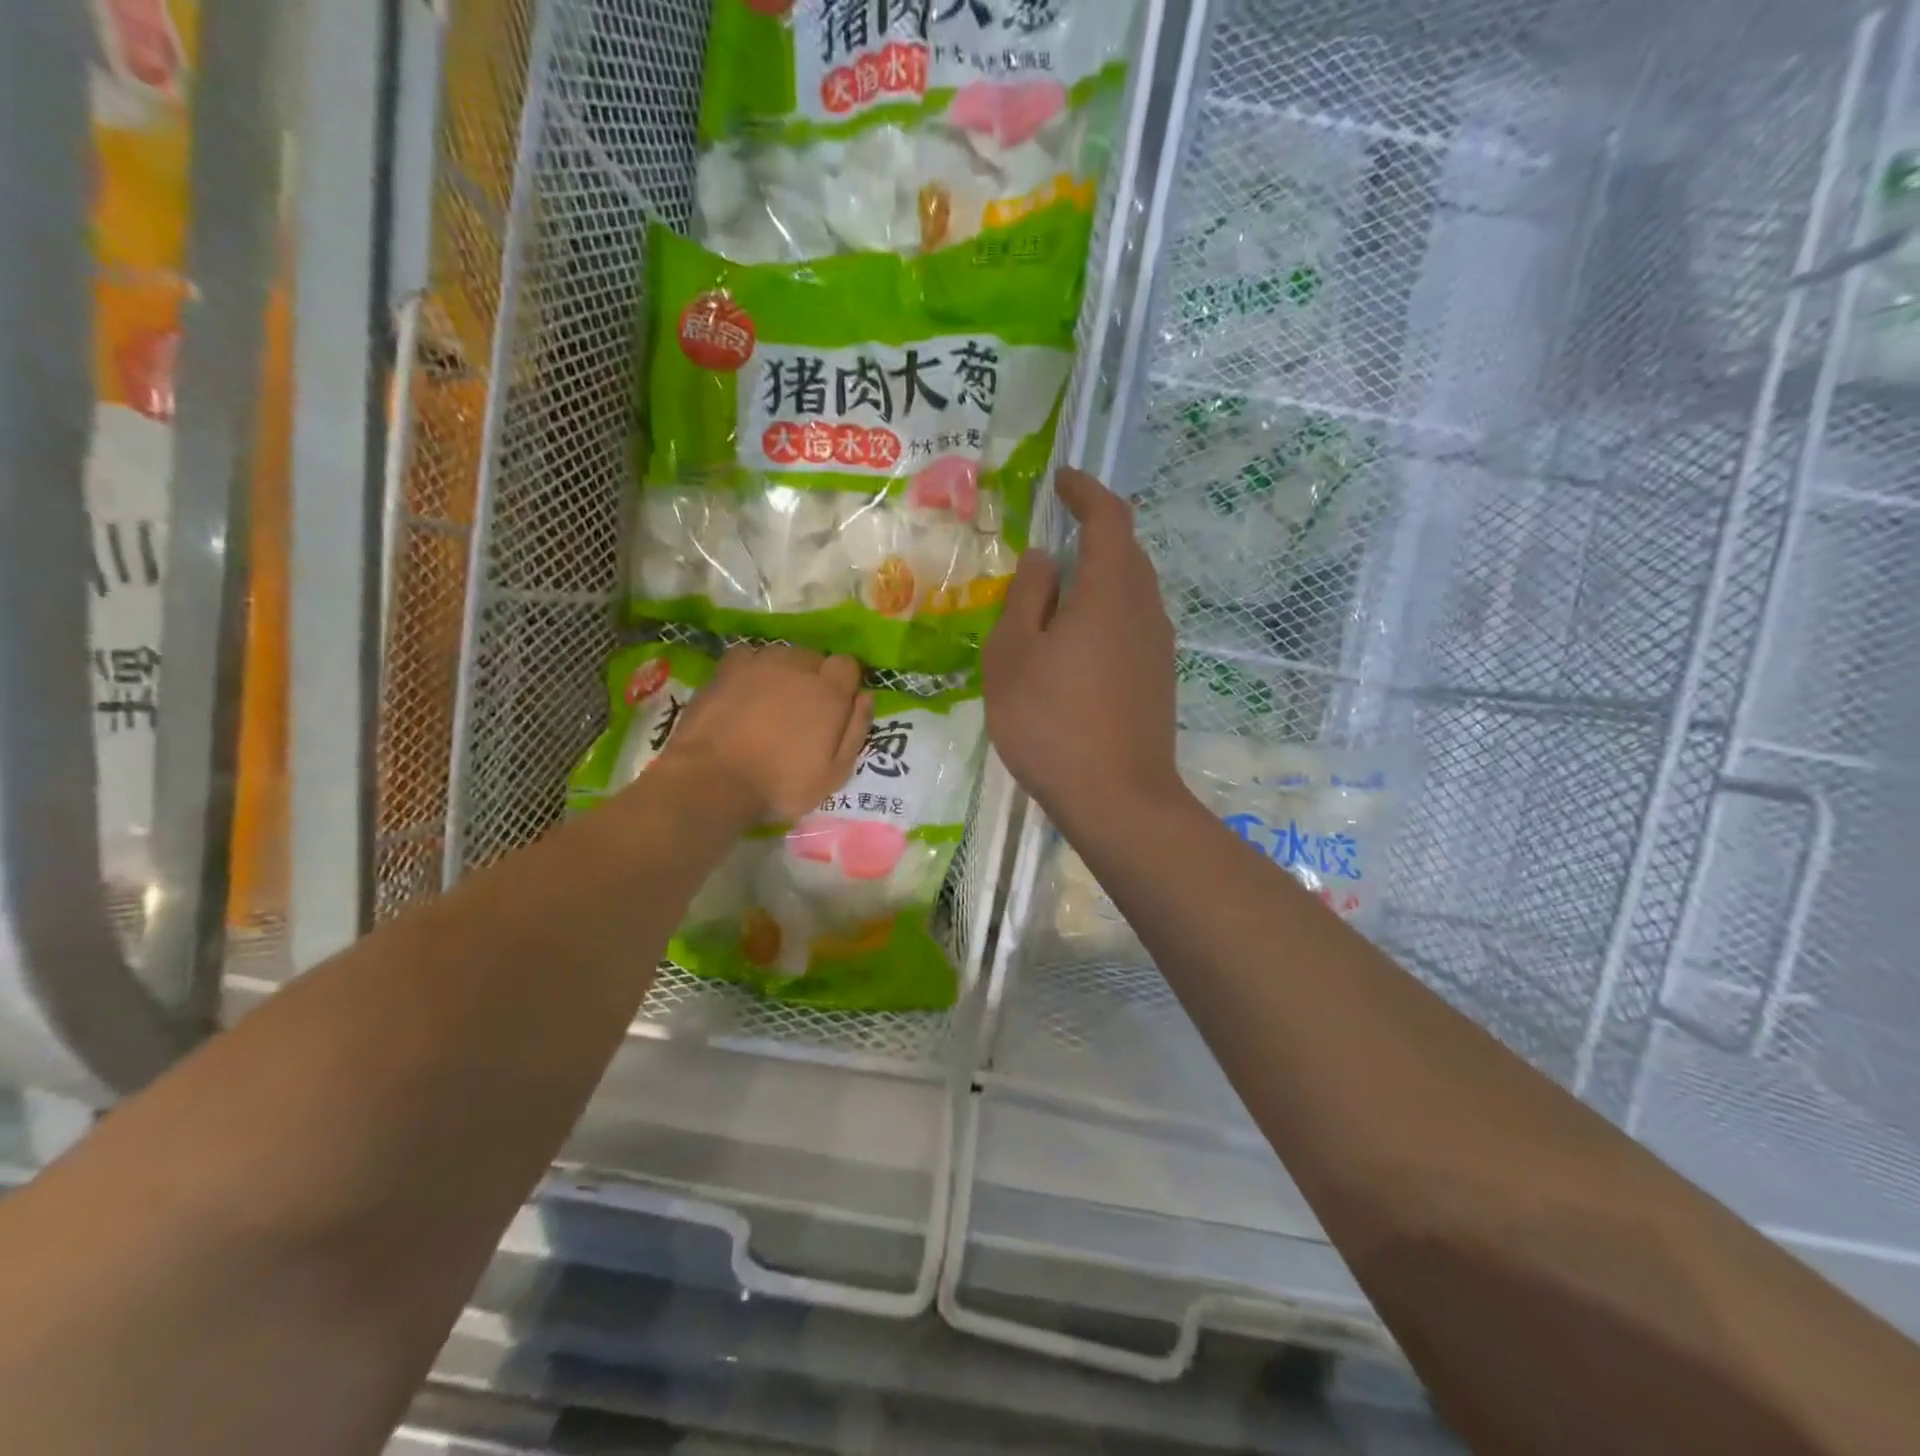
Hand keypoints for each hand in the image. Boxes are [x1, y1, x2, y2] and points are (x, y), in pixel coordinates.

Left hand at [661, 645, 872, 822]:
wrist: (715, 780)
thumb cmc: (781, 784)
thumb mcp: (834, 773)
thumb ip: (856, 731)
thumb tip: (866, 697)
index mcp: (830, 693)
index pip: (848, 664)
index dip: (844, 682)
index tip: (837, 704)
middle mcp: (799, 668)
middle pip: (814, 657)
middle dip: (813, 676)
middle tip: (802, 707)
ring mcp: (761, 664)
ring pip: (782, 654)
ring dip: (784, 670)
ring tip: (772, 698)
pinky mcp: (727, 669)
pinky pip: (749, 655)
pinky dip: (752, 667)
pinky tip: (746, 688)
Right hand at [983, 469, 1181, 831]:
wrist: (1118, 799)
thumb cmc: (1051, 723)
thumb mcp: (1013, 657)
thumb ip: (1027, 598)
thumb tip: (1045, 558)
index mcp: (1109, 591)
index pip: (1108, 518)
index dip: (1086, 492)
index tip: (1063, 480)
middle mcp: (1144, 608)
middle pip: (1127, 551)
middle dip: (1096, 531)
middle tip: (1057, 533)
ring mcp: (1158, 646)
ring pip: (1133, 589)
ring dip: (1102, 574)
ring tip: (1061, 589)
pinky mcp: (1160, 677)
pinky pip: (1134, 622)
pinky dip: (1108, 610)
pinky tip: (1079, 640)